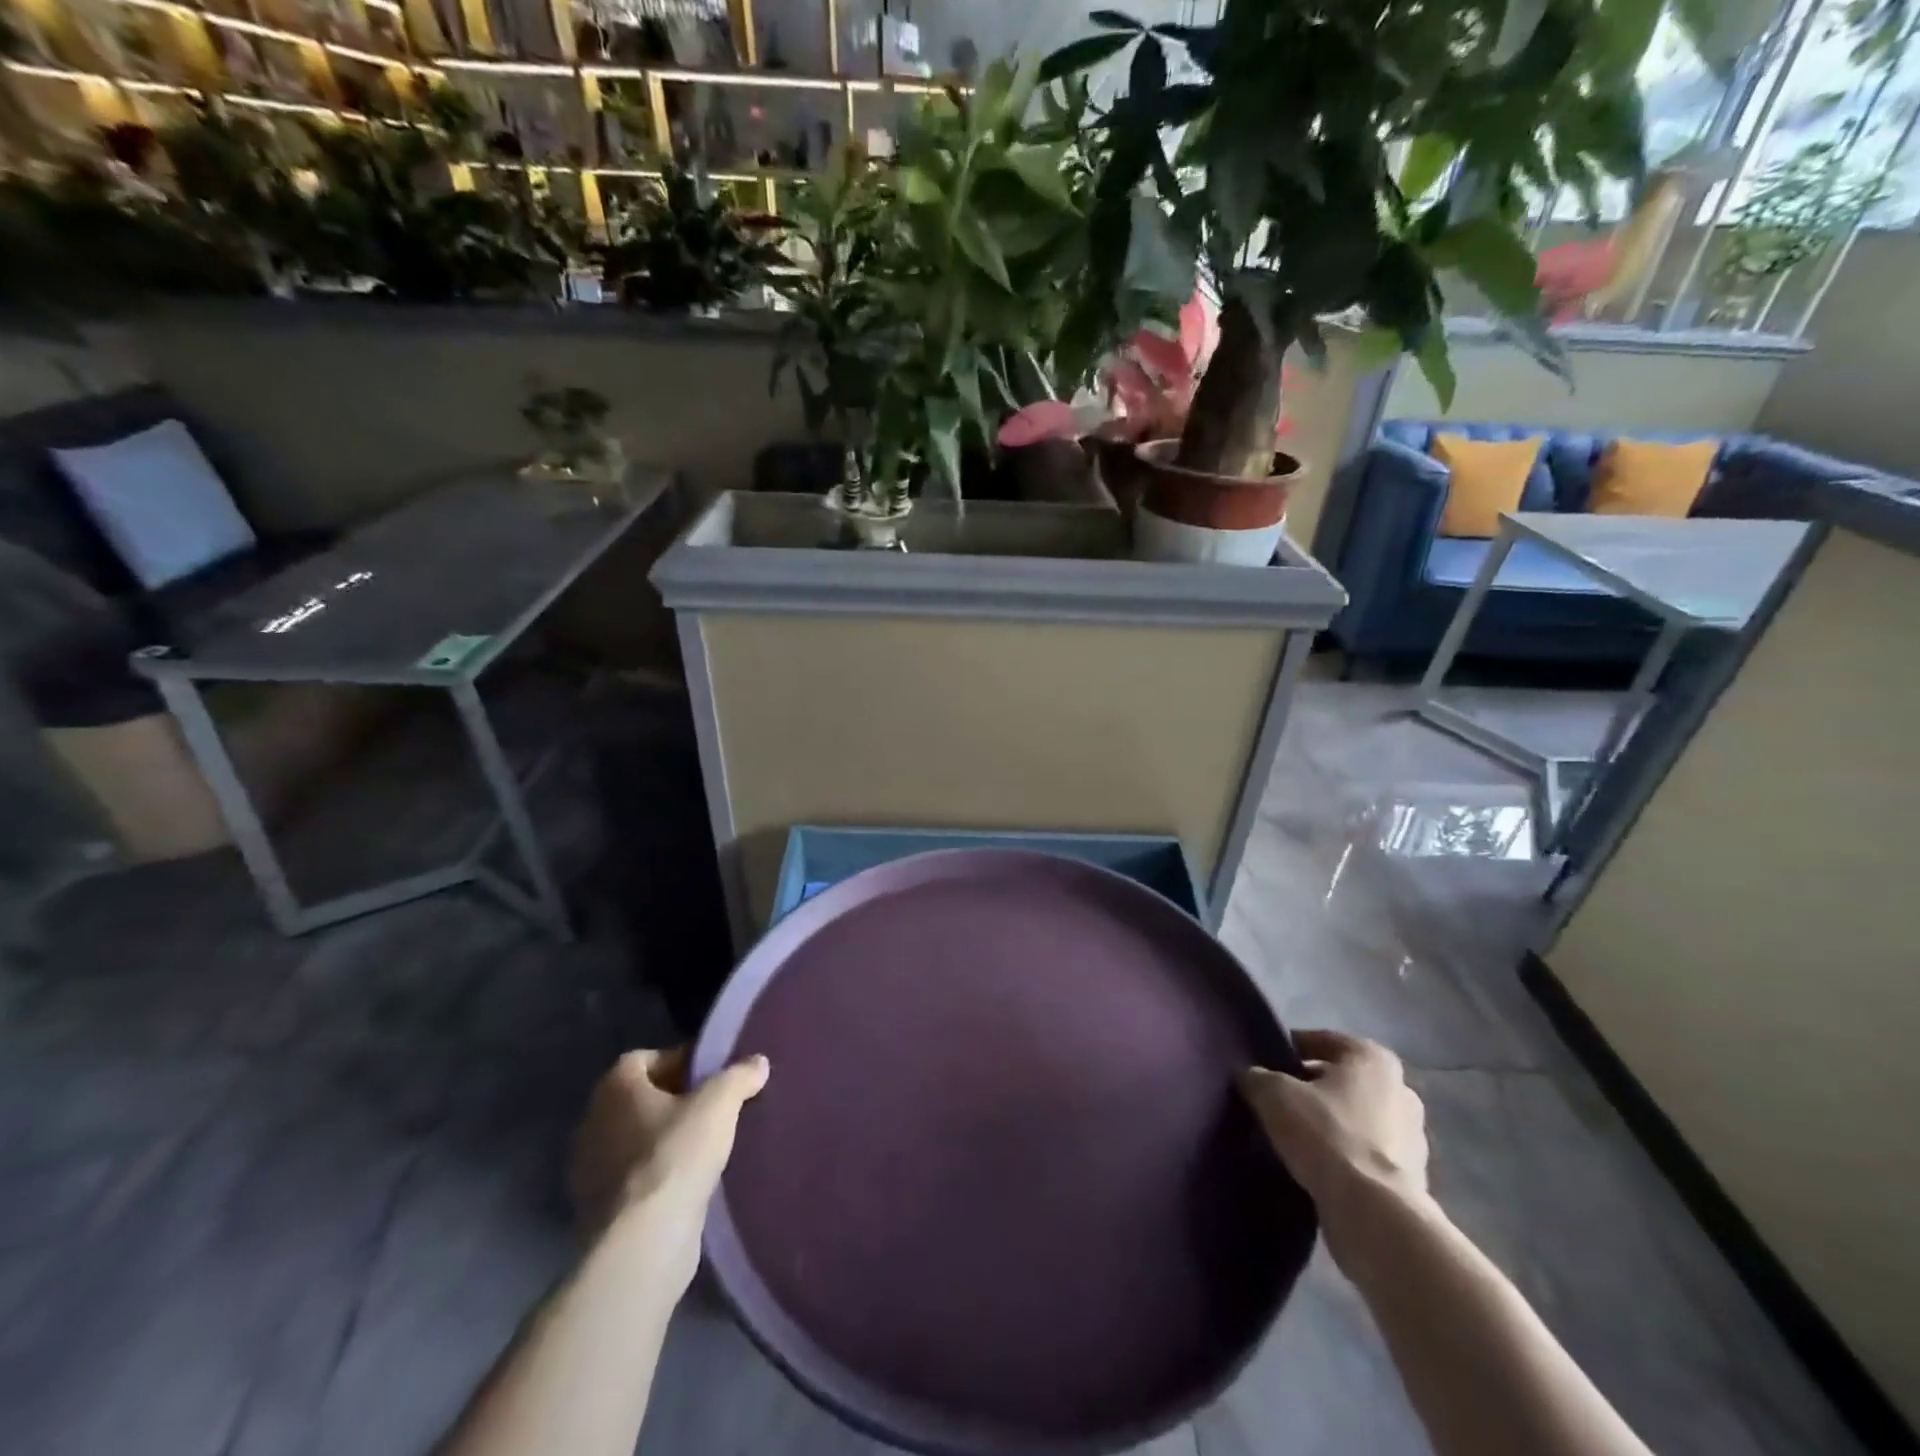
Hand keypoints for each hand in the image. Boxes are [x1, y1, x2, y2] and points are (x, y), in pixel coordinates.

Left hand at [568, 1048, 768, 1289]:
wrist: (642, 1243)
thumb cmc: (676, 1155)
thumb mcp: (720, 1103)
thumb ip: (739, 1075)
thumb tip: (758, 1062)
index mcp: (614, 1088)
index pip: (645, 1058)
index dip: (680, 1060)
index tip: (712, 1074)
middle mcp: (593, 1122)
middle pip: (640, 1098)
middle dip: (675, 1099)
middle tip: (714, 1107)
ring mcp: (590, 1170)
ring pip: (636, 1139)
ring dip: (666, 1138)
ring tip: (707, 1145)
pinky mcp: (598, 1209)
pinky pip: (634, 1176)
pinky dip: (658, 1173)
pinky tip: (690, 1181)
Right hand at [1239, 1030, 1428, 1263]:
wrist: (1374, 1214)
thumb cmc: (1326, 1134)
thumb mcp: (1273, 1094)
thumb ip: (1257, 1077)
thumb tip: (1250, 1076)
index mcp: (1373, 1059)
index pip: (1322, 1040)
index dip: (1290, 1048)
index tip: (1265, 1063)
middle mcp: (1400, 1090)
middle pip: (1342, 1079)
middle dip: (1311, 1086)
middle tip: (1275, 1098)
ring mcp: (1411, 1137)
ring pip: (1355, 1117)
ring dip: (1328, 1122)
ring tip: (1291, 1135)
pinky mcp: (1410, 1179)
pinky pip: (1364, 1153)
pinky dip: (1342, 1155)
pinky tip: (1313, 1166)